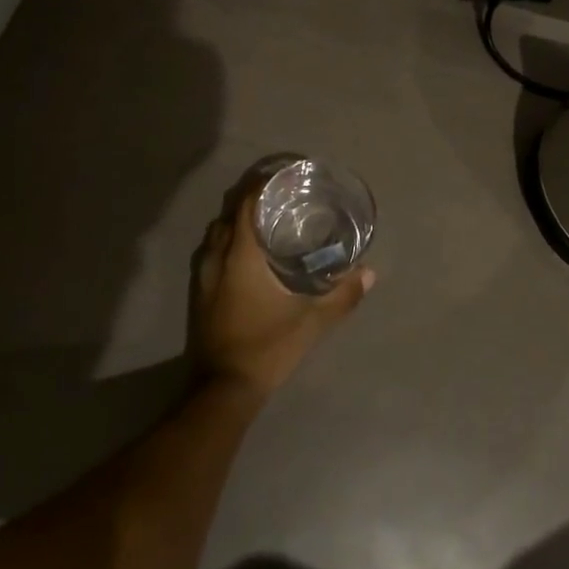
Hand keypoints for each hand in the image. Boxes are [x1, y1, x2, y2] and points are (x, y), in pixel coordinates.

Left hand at [192, 191, 373, 399]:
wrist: (221, 391)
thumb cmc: (266, 348)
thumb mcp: (311, 323)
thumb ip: (341, 296)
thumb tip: (370, 273)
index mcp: (241, 255)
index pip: (245, 204)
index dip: (262, 185)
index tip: (284, 177)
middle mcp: (217, 257)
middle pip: (228, 213)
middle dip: (250, 199)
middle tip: (279, 197)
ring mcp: (202, 276)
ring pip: (216, 233)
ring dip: (235, 220)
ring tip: (265, 220)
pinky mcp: (198, 294)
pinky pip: (211, 252)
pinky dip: (227, 242)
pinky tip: (246, 254)